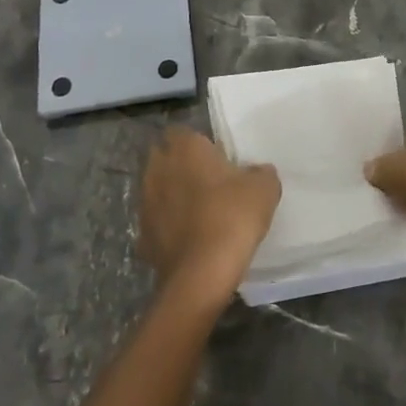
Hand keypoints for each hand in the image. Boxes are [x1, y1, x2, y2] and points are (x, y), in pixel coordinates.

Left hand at [138, 128, 280, 308]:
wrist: (202, 273)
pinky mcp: (141, 235)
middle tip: (207, 181)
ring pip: (157, 189)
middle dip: (180, 165)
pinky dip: (167, 227)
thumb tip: (257, 171)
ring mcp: (145, 202)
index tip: (216, 158)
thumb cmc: (232, 217)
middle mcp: (158, 168)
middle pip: (164, 157)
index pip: (182, 132)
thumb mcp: (264, 189)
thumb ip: (260, 172)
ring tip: (197, 212)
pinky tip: (187, 239)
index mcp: (185, 148)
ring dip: (172, 195)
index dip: (198, 143)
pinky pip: (156, 222)